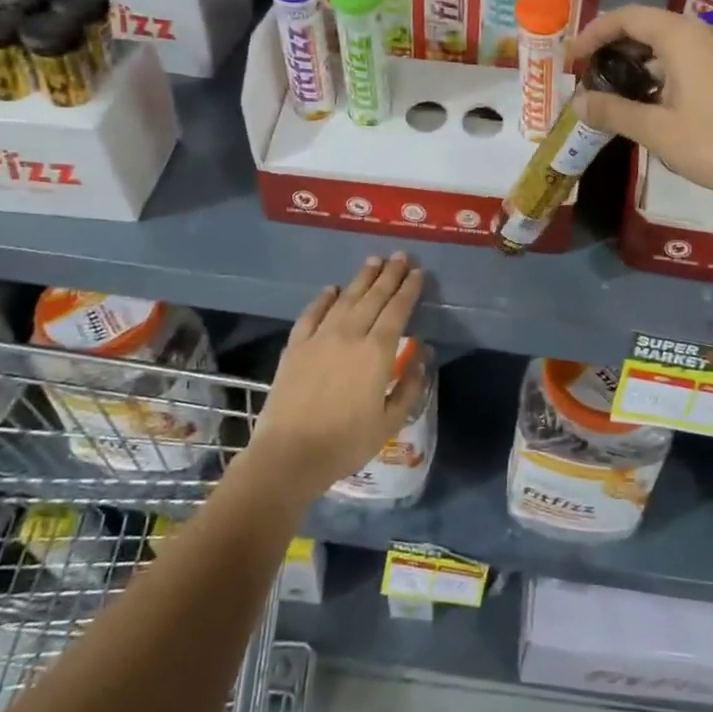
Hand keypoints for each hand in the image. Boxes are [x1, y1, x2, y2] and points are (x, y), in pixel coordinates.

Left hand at [249, 253, 426, 498]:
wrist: (289, 455)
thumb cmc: (346, 443)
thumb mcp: (390, 421)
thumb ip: (410, 386)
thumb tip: (423, 355)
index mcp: (376, 352)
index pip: (397, 311)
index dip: (409, 290)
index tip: (418, 273)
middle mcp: (349, 335)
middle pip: (373, 297)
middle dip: (389, 275)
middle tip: (400, 256)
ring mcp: (319, 338)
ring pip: (345, 299)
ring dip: (361, 278)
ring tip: (373, 261)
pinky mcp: (296, 347)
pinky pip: (312, 314)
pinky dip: (323, 299)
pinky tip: (331, 289)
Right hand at [571, 6, 712, 244]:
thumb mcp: (658, 132)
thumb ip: (614, 112)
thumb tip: (578, 102)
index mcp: (684, 37)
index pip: (627, 17)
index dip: (593, 33)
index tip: (571, 59)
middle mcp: (707, 33)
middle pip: (650, 27)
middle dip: (615, 49)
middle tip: (591, 77)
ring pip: (673, 46)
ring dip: (641, 64)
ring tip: (619, 94)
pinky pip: (693, 60)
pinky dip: (666, 73)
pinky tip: (658, 104)